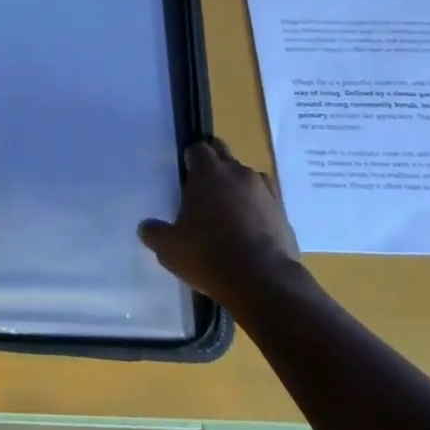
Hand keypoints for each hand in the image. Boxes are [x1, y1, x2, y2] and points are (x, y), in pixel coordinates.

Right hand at [139, 140, 301, 306]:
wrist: (263, 281)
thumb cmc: (208, 255)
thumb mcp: (169, 248)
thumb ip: (154, 232)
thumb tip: (146, 227)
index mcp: (208, 171)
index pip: (197, 149)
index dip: (190, 160)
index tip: (185, 177)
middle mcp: (237, 172)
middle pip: (223, 153)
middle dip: (214, 165)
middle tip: (204, 190)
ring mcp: (265, 190)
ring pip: (247, 176)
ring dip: (237, 187)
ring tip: (229, 213)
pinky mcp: (283, 212)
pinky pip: (266, 200)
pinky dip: (258, 207)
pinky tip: (250, 229)